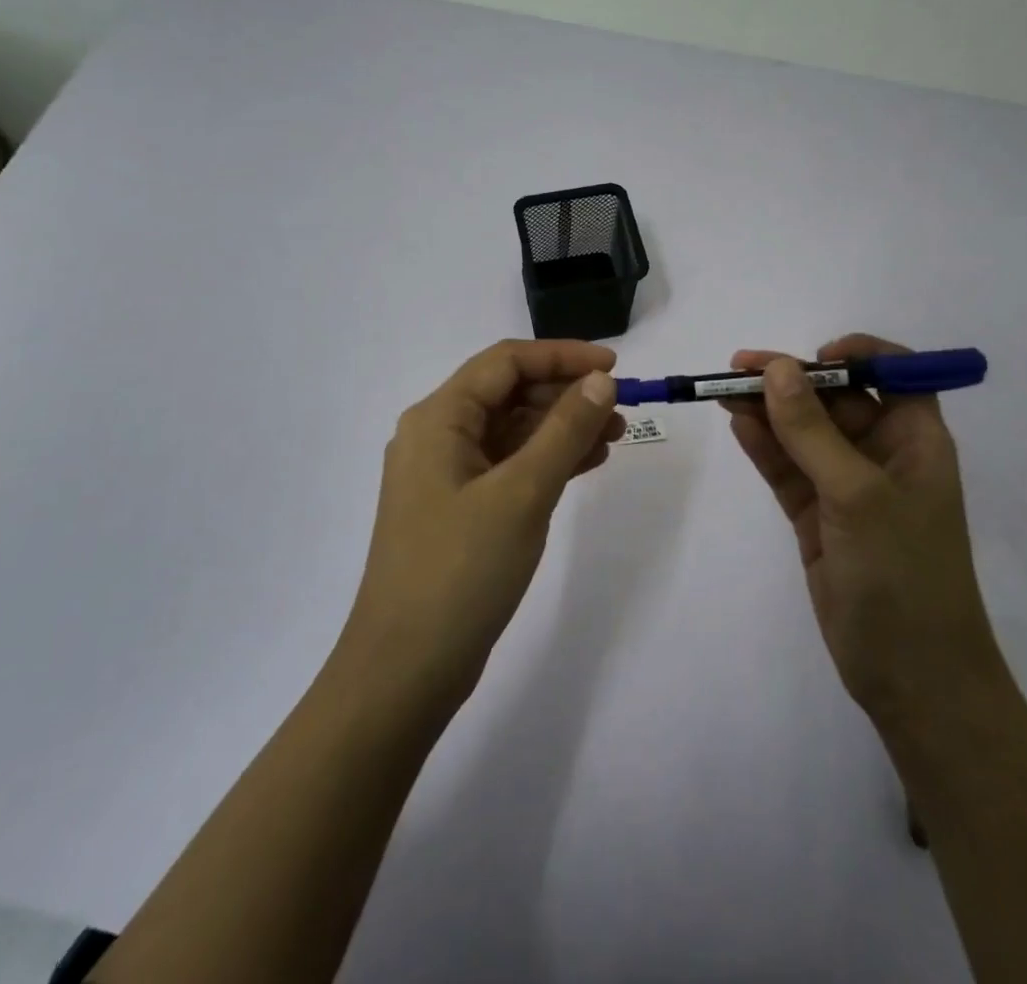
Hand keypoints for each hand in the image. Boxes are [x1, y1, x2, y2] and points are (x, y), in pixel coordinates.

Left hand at [339, 339, 623, 709]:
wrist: (405, 671)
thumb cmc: (461, 571)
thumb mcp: (522, 493)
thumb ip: (565, 430)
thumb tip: (601, 381)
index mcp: (438, 418)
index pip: (505, 362)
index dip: (562, 356)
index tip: (614, 367)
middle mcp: (436, 436)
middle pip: (508, 393)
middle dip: (565, 394)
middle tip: (620, 409)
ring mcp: (445, 475)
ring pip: (511, 431)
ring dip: (561, 428)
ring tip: (614, 437)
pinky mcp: (458, 509)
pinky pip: (508, 466)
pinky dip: (546, 460)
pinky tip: (586, 464)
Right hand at [723, 335, 1002, 732]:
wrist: (912, 678)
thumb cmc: (903, 573)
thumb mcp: (857, 494)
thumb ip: (812, 431)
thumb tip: (776, 369)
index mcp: (915, 439)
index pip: (893, 373)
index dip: (857, 355)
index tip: (813, 356)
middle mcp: (882, 454)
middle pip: (833, 399)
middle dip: (790, 381)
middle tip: (737, 369)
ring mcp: (845, 486)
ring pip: (802, 433)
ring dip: (767, 410)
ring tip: (723, 391)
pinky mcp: (817, 516)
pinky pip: (787, 468)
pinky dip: (763, 447)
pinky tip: (737, 424)